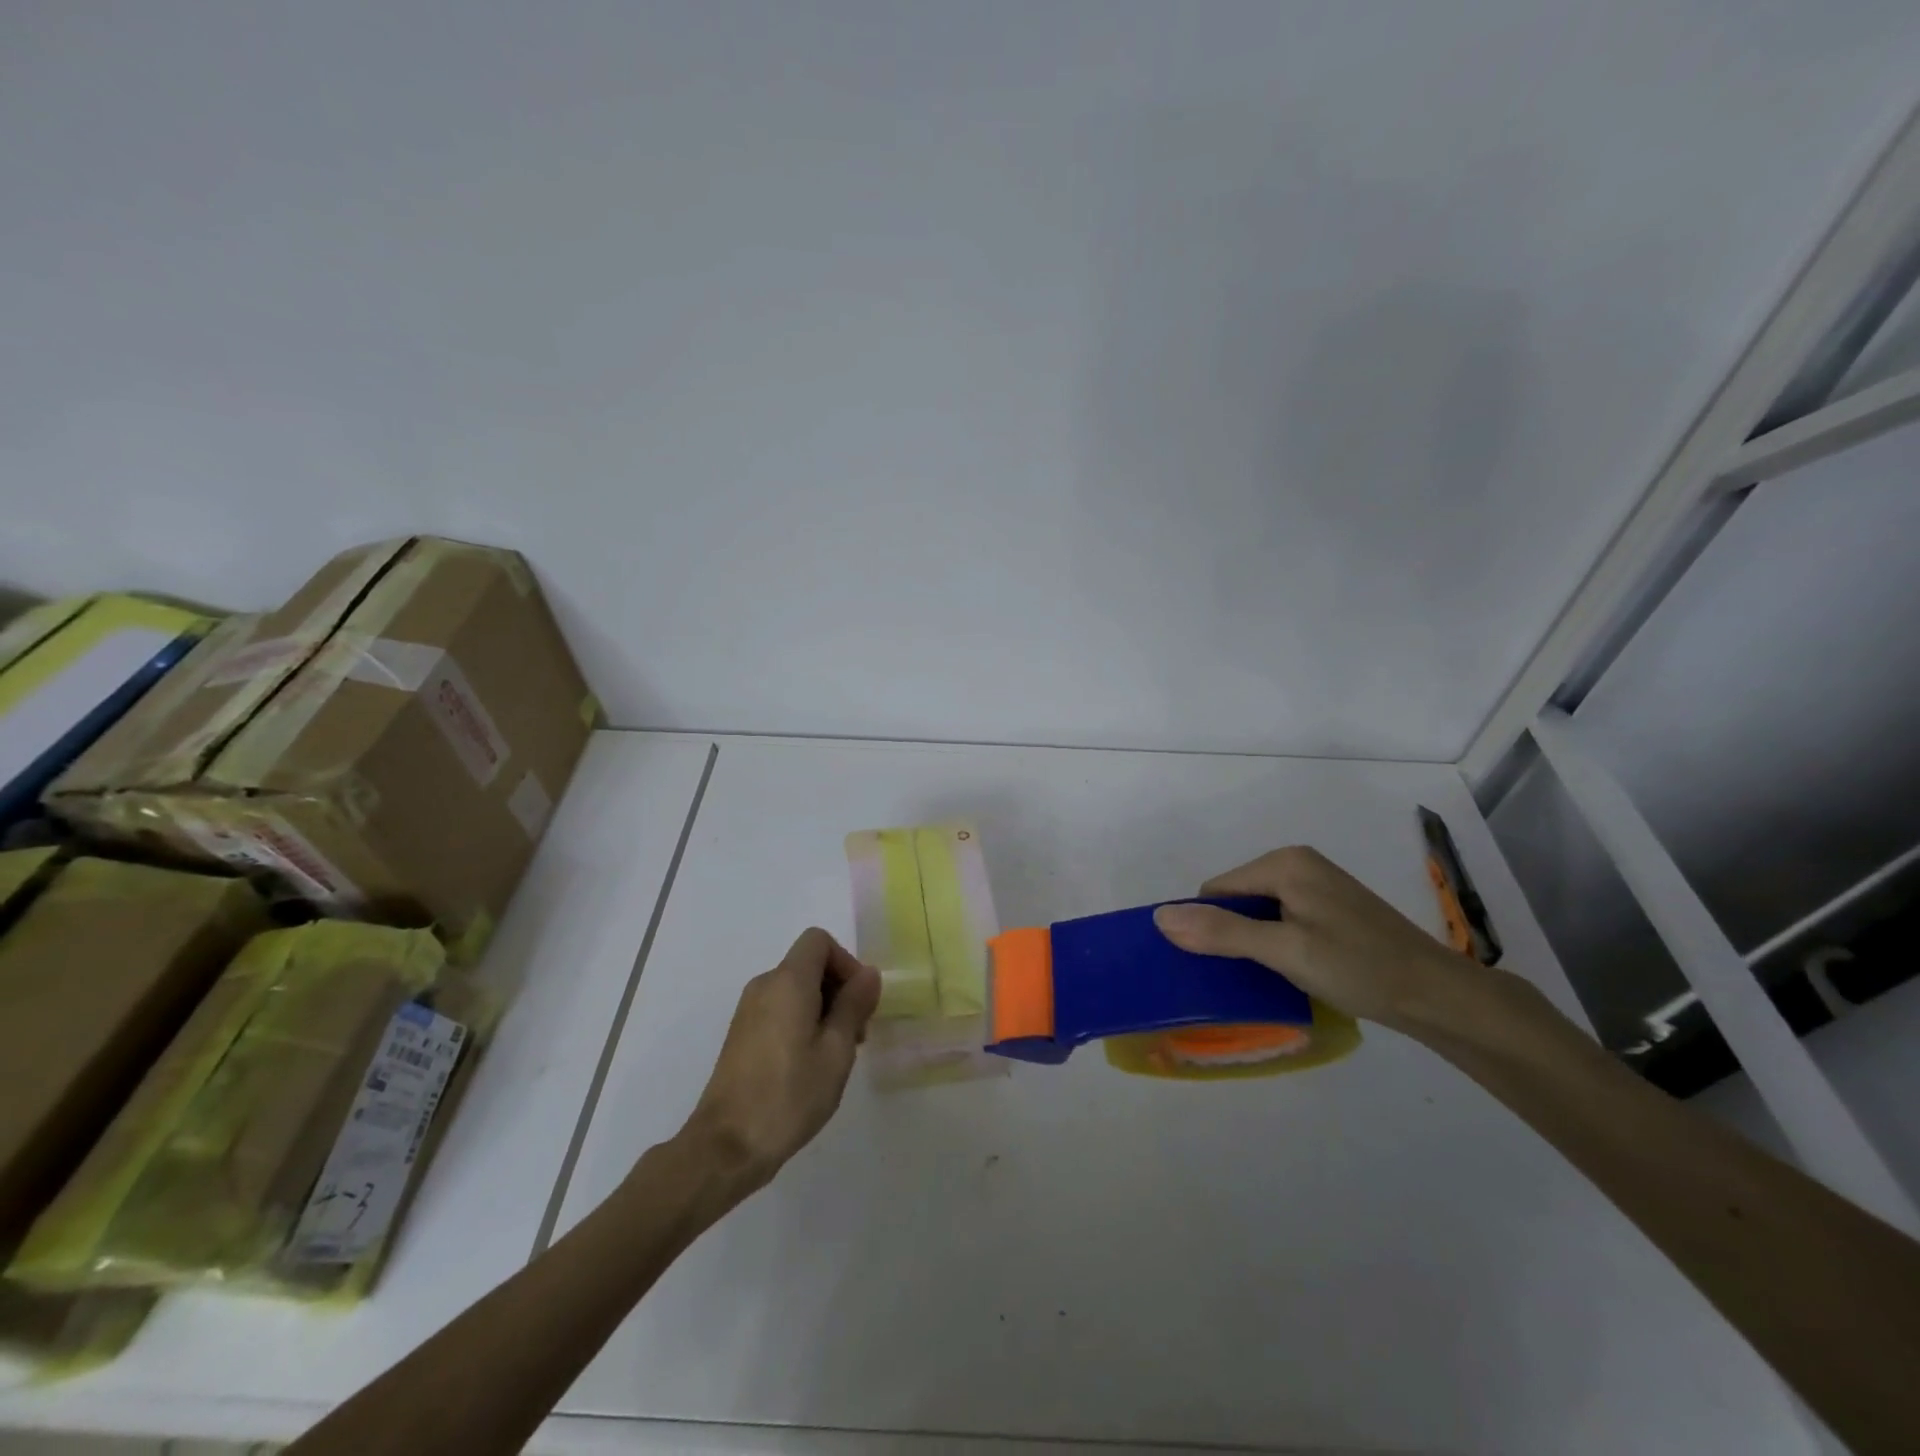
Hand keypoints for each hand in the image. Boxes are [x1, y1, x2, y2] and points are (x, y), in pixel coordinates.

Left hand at [681, 928, 881, 1193]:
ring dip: (824, 1009)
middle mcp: (764, 986)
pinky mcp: (742, 1035)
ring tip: (836, 1056)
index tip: (859, 1002)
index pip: (819, 941)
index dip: (846, 962)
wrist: (726, 1147)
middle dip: (839, 989)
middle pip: (809, 964)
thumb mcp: (836, 1050)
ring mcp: (748, 1011)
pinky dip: (802, 1022)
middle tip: (856, 1035)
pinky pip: (780, 1009)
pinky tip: (811, 1065)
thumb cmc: (789, 1095)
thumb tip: (868, 974)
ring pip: (796, 989)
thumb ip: (853, 1005)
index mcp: (787, 981)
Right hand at [1153, 845, 1495, 1035]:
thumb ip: (1222, 932)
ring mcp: (1319, 886)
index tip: (1218, 967)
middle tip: (1247, 976)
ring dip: (1255, 943)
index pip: (1217, 890)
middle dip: (1232, 935)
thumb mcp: (1284, 951)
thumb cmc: (1359, 967)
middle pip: (1238, 899)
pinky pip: (1284, 920)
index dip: (1208, 927)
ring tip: (1269, 979)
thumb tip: (1160, 916)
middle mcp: (1299, 864)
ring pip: (1260, 913)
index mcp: (1284, 862)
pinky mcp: (1333, 909)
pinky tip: (1292, 972)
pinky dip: (1278, 944)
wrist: (1440, 996)